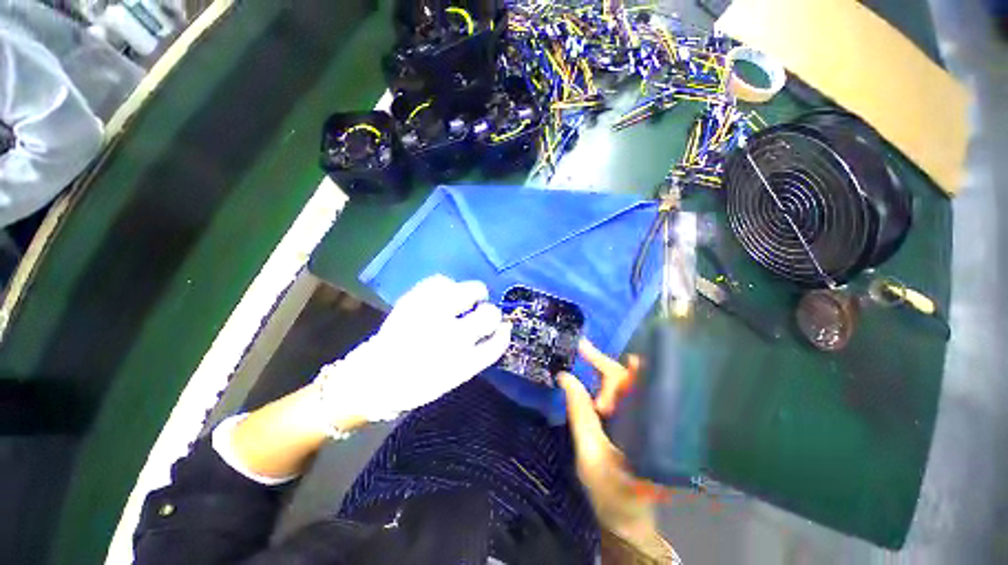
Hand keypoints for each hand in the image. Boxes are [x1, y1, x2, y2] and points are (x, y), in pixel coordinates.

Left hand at [316, 275, 511, 423]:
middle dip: (489, 314)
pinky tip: (444, 296)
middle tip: (479, 314)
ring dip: (473, 295)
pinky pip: (442, 281)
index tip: (502, 328)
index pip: (497, 340)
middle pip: (490, 314)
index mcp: (462, 361)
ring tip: (463, 302)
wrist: (374, 377)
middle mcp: (451, 336)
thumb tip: (499, 329)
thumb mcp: (456, 377)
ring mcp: (433, 314)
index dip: (503, 332)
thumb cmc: (418, 382)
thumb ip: (481, 353)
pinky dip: (447, 286)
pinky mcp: (414, 299)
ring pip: (471, 290)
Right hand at [559, 340, 666, 550]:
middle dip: (604, 372)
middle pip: (629, 381)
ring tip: (589, 388)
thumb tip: (565, 376)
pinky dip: (604, 389)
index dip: (611, 365)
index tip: (586, 348)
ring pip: (625, 388)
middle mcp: (652, 419)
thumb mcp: (589, 451)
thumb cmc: (611, 491)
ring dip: (603, 382)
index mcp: (647, 426)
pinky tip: (592, 391)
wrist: (626, 518)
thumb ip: (579, 412)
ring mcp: (645, 422)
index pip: (632, 384)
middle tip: (581, 365)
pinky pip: (621, 399)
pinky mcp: (637, 425)